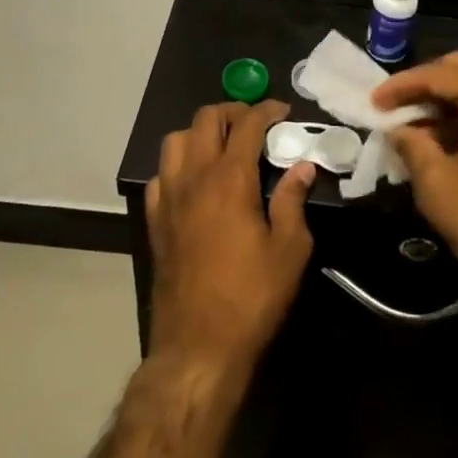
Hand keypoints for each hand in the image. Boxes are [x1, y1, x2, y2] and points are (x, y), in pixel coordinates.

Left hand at [146, 100, 316, 374]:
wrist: (197, 347)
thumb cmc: (251, 298)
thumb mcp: (289, 250)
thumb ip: (293, 200)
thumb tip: (302, 166)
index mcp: (230, 179)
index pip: (247, 124)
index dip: (266, 110)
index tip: (283, 111)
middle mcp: (194, 177)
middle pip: (205, 119)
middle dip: (233, 111)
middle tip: (255, 123)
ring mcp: (168, 198)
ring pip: (175, 140)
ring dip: (201, 132)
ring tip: (223, 146)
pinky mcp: (155, 221)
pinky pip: (160, 174)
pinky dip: (179, 164)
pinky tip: (195, 181)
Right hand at [373, 54, 457, 320]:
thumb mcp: (439, 186)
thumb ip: (412, 145)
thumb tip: (399, 129)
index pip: (442, 75)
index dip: (403, 86)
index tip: (374, 102)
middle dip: (427, 85)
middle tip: (396, 107)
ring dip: (450, 98)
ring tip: (416, 123)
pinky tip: (448, 134)